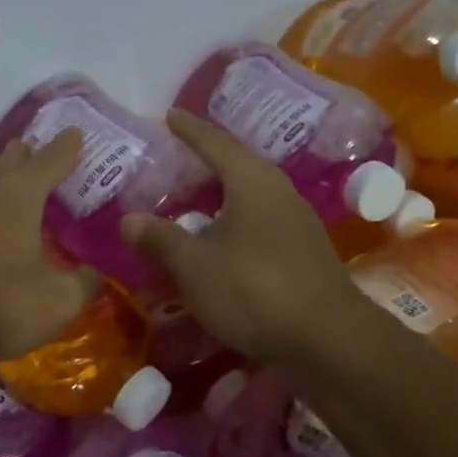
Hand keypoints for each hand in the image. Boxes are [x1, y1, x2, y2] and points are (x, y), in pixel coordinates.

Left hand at [0, 131, 98, 364]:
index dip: (65, 148)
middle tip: (33, 150)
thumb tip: (96, 273)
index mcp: (21, 198)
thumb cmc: (2, 309)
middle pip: (8, 164)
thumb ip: (84, 282)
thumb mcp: (59, 302)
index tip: (74, 134)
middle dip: (24, 156)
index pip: (50, 162)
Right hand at [121, 110, 363, 364]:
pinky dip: (232, 225)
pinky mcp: (302, 254)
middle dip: (206, 161)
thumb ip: (160, 239)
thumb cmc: (255, 290)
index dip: (190, 130)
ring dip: (220, 197)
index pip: (215, 143)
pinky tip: (218, 244)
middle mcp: (279, 193)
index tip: (170, 115)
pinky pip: (258, 225)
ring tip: (192, 200)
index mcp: (252, 182)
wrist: (329, 341)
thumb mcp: (194, 265)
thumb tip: (128, 220)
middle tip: (176, 158)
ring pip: (249, 198)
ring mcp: (296, 224)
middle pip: (237, 167)